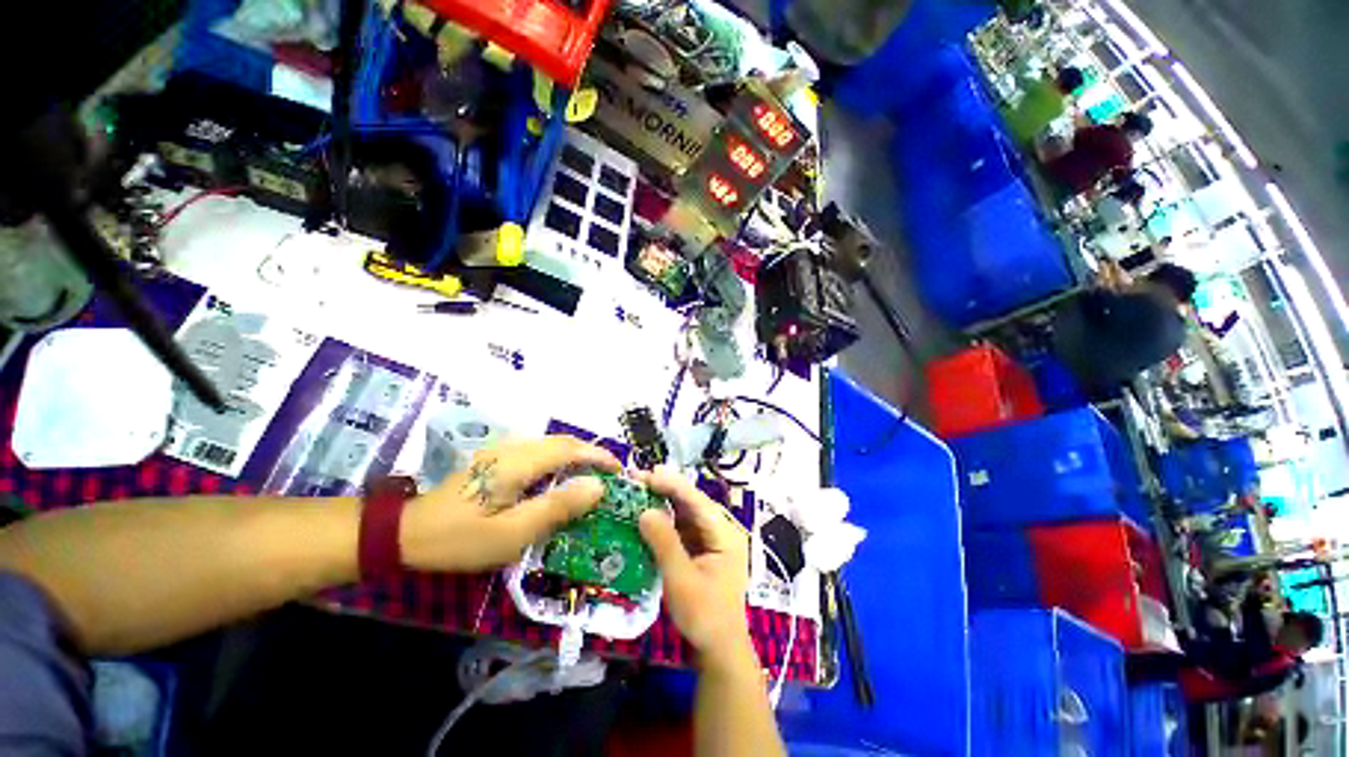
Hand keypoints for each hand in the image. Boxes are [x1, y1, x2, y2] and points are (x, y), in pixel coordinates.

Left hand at [398, 436, 619, 572]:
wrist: (405, 533)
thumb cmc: (460, 538)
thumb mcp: (512, 533)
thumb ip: (557, 507)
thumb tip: (598, 487)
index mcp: (520, 462)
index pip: (571, 449)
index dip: (599, 456)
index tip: (620, 471)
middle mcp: (514, 448)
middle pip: (563, 442)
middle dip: (591, 454)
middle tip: (610, 475)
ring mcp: (502, 451)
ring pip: (550, 445)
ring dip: (575, 456)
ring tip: (591, 476)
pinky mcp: (495, 459)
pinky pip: (538, 451)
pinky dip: (559, 460)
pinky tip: (560, 478)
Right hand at [637, 467, 753, 668]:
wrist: (719, 649)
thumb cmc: (704, 616)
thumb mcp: (681, 580)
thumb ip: (664, 543)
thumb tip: (645, 511)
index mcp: (725, 533)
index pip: (696, 500)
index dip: (671, 484)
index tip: (646, 474)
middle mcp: (722, 529)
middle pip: (692, 501)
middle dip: (666, 488)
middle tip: (637, 478)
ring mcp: (713, 537)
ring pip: (687, 511)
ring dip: (664, 500)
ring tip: (639, 489)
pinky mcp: (703, 547)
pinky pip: (683, 525)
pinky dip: (666, 517)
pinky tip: (649, 512)